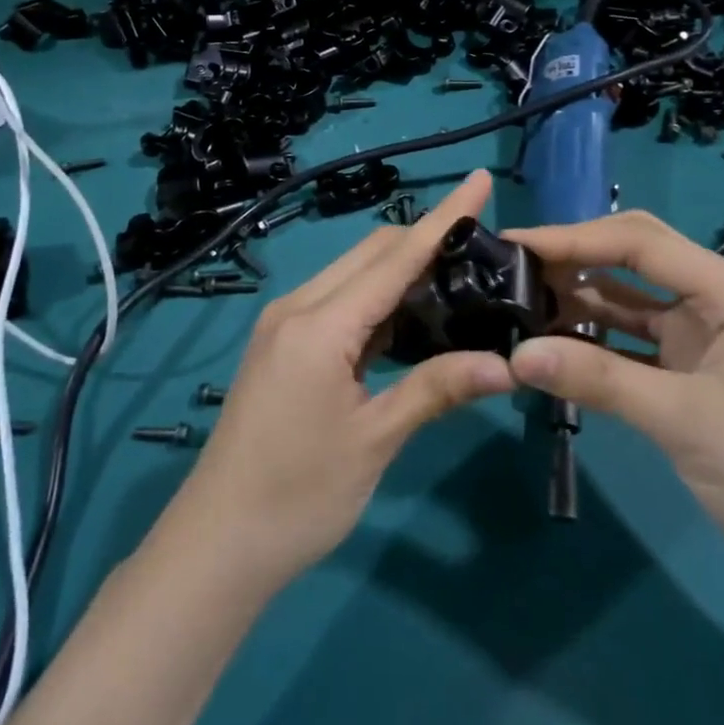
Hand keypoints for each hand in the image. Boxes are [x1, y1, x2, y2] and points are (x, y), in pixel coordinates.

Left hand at [161, 171, 514, 589]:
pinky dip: (377, 301)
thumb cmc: (298, 496)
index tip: (479, 180)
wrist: (217, 543)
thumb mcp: (374, 441)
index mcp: (319, 324)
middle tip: (481, 247)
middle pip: (372, 254)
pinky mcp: (282, 344)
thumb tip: (506, 366)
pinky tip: (410, 319)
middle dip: (425, 240)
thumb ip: (436, 389)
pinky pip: (338, 302)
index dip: (443, 217)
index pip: (395, 257)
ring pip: (354, 275)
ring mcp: (285, 323)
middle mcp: (298, 307)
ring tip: (457, 278)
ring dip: (401, 270)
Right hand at [504, 211, 723, 591]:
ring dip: (582, 298)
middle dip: (575, 258)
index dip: (572, 238)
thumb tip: (515, 354)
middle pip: (635, 257)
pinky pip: (637, 339)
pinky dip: (598, 339)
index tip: (515, 243)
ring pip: (632, 297)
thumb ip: (598, 380)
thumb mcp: (685, 422)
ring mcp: (709, 334)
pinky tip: (555, 342)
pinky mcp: (698, 369)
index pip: (639, 243)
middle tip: (513, 267)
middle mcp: (720, 298)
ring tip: (521, 299)